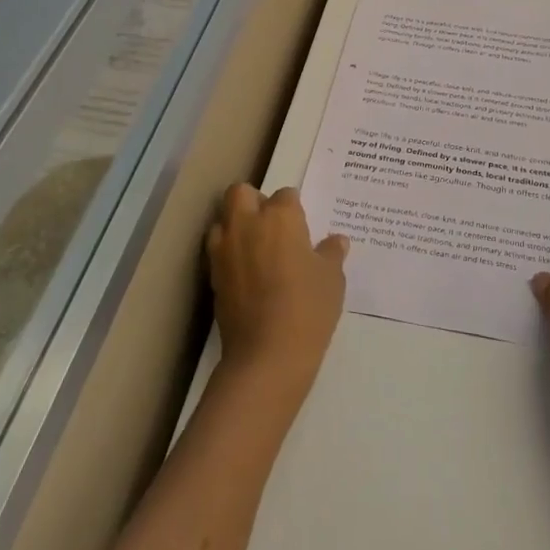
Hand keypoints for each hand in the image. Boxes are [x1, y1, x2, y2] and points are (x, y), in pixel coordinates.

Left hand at [208, 184, 348, 408]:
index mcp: (280, 217)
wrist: (267, 356)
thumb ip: (331, 254)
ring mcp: (224, 250)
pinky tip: (247, 275)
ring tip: (256, 249)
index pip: (286, 195)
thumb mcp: (332, 279)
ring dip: (235, 226)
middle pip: (240, 193)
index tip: (303, 226)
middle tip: (272, 226)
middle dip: (254, 201)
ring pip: (222, 220)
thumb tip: (336, 241)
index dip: (294, 208)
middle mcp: (247, 224)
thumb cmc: (308, 308)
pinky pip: (217, 252)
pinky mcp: (212, 276)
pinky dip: (229, 255)